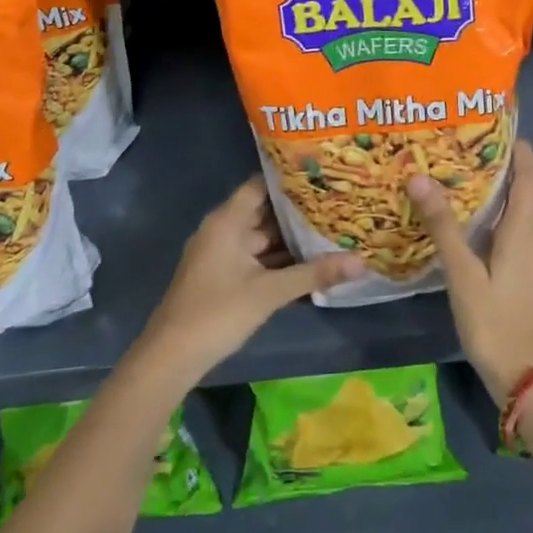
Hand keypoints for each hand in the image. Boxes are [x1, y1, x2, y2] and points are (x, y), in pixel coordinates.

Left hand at [137, 176, 362, 382]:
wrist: (171, 358)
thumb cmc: (218, 313)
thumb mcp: (270, 292)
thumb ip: (315, 273)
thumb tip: (361, 261)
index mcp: (227, 221)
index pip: (261, 185)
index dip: (290, 178)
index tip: (323, 174)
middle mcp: (224, 230)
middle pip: (265, 211)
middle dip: (299, 210)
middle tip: (338, 202)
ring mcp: (222, 254)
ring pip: (263, 237)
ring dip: (292, 237)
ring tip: (332, 228)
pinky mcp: (225, 275)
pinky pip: (257, 257)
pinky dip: (280, 258)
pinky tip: (311, 261)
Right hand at [407, 140, 532, 405]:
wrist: (529, 377)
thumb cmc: (495, 322)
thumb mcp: (463, 275)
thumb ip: (444, 226)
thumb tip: (420, 177)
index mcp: (526, 230)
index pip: (529, 175)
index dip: (518, 149)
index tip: (493, 126)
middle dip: (513, 163)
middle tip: (476, 146)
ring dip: (515, 186)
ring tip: (477, 173)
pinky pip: (529, 226)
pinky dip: (513, 210)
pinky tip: (485, 219)